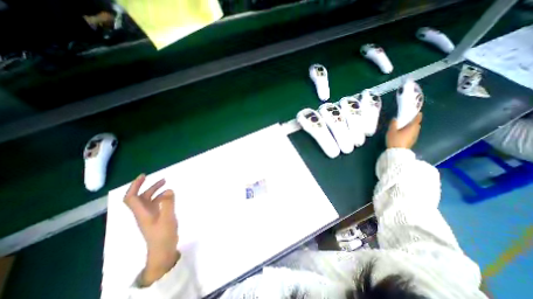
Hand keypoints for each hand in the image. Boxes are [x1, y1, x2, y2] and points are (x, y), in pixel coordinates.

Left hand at [124, 174, 179, 285]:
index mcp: (142, 213)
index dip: (135, 186)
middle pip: (141, 197)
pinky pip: (157, 204)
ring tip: (167, 185)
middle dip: (149, 186)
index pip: (131, 198)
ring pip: (149, 200)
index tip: (144, 176)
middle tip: (163, 179)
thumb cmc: (163, 235)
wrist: (163, 249)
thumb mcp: (167, 218)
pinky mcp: (156, 218)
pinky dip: (162, 197)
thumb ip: (168, 204)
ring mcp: (150, 216)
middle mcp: (143, 213)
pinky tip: (170, 196)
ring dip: (156, 191)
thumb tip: (168, 190)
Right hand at [386, 112, 422, 148]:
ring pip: (414, 130)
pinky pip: (412, 134)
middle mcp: (415, 131)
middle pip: (416, 125)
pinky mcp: (412, 141)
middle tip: (408, 120)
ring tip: (404, 127)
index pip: (417, 119)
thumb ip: (393, 124)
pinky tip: (403, 134)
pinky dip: (409, 132)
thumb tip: (395, 118)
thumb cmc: (395, 139)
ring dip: (411, 128)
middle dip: (413, 122)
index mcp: (411, 127)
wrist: (397, 151)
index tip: (417, 113)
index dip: (417, 115)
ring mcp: (414, 137)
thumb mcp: (391, 131)